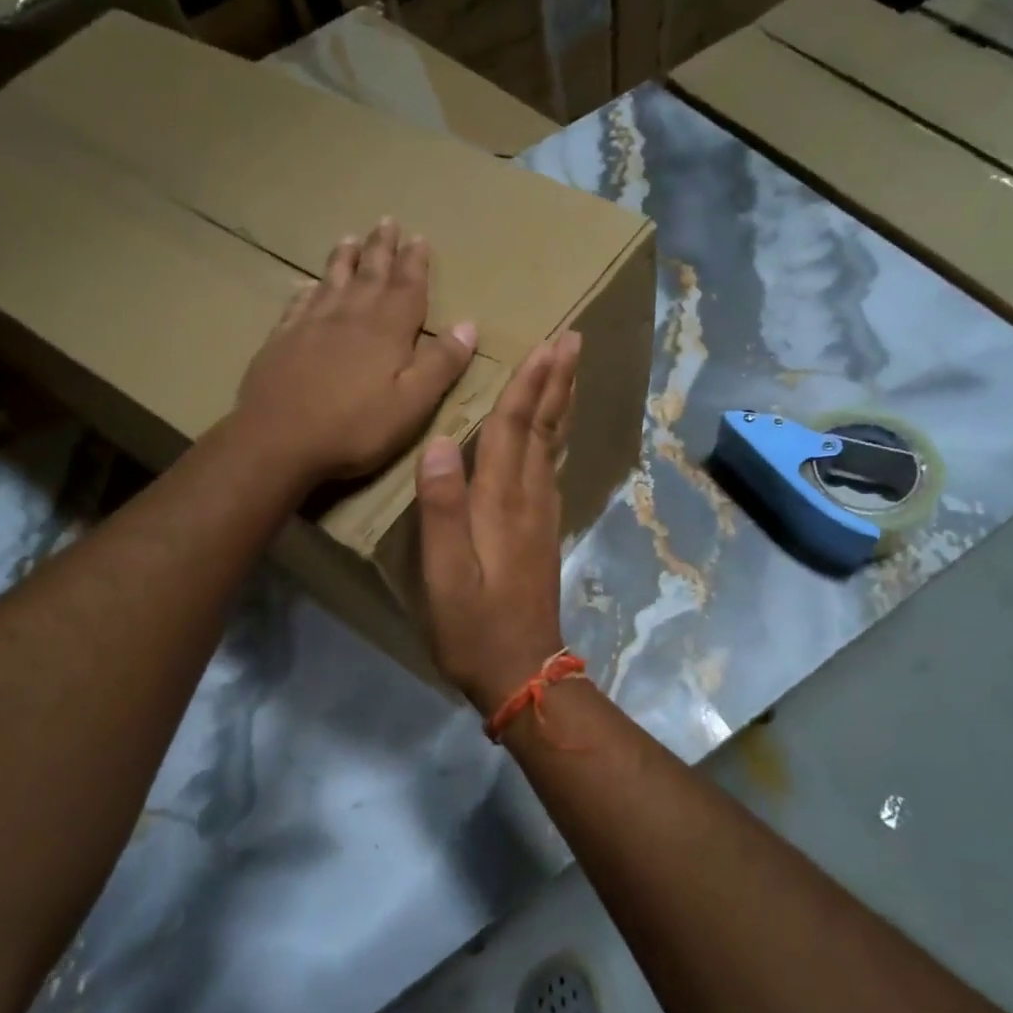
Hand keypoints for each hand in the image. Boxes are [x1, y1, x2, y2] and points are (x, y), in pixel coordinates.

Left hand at [235, 219, 476, 489]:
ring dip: (344, 259)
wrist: (278, 440)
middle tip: (386, 221)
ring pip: (332, 281)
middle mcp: (350, 316)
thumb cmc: (355, 428)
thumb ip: (441, 364)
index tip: (419, 237)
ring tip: (349, 238)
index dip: (415, 262)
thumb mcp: (412, 404)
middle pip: (370, 274)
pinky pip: (298, 304)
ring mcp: (311, 325)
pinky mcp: (282, 340)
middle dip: (381, 248)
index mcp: (387, 330)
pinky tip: (306, 285)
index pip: (407, 286)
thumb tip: (469, 324)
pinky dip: (307, 290)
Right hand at [415, 330, 581, 717]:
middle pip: (543, 428)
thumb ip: (441, 508)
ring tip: (567, 373)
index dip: (528, 385)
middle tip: (573, 340)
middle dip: (556, 382)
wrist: (522, 671)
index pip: (513, 429)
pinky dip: (554, 438)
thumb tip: (439, 442)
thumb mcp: (444, 573)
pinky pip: (551, 469)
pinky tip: (553, 434)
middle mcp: (529, 500)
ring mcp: (542, 516)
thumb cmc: (474, 625)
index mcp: (502, 503)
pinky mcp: (544, 533)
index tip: (547, 343)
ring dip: (560, 404)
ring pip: (552, 446)